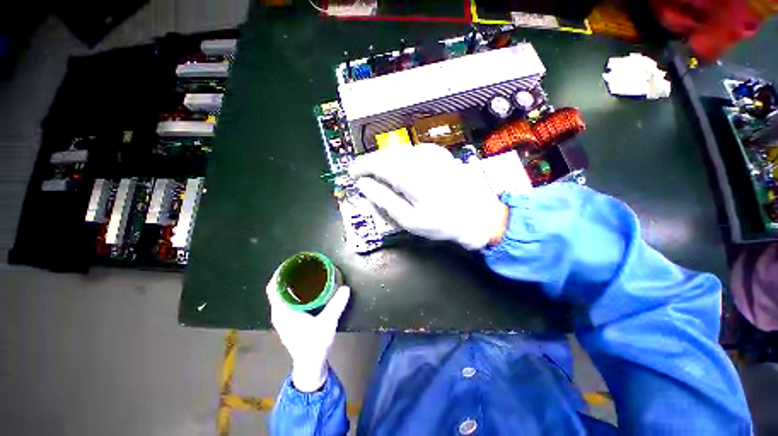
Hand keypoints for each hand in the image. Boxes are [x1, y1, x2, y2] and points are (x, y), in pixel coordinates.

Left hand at [266, 272, 350, 391]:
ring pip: (279, 299)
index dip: (279, 274)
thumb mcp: (327, 323)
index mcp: (282, 311)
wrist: (310, 365)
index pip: (273, 287)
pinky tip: (302, 297)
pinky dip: (290, 298)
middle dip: (285, 279)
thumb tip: (345, 289)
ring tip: (302, 280)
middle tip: (299, 270)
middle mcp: (278, 314)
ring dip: (287, 289)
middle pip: (276, 291)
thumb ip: (336, 306)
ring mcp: (280, 321)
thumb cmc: (314, 344)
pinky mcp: (286, 326)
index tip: (290, 265)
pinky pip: (283, 306)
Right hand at [349, 144, 508, 249]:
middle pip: (386, 153)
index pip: (376, 162)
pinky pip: (413, 150)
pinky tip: (404, 170)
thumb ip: (383, 199)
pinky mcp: (441, 153)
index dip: (360, 166)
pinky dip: (402, 157)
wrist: (480, 216)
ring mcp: (432, 153)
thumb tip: (363, 184)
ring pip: (399, 149)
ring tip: (382, 177)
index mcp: (411, 176)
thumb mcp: (410, 219)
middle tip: (364, 177)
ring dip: (386, 160)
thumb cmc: (444, 223)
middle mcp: (420, 159)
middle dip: (371, 162)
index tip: (351, 173)